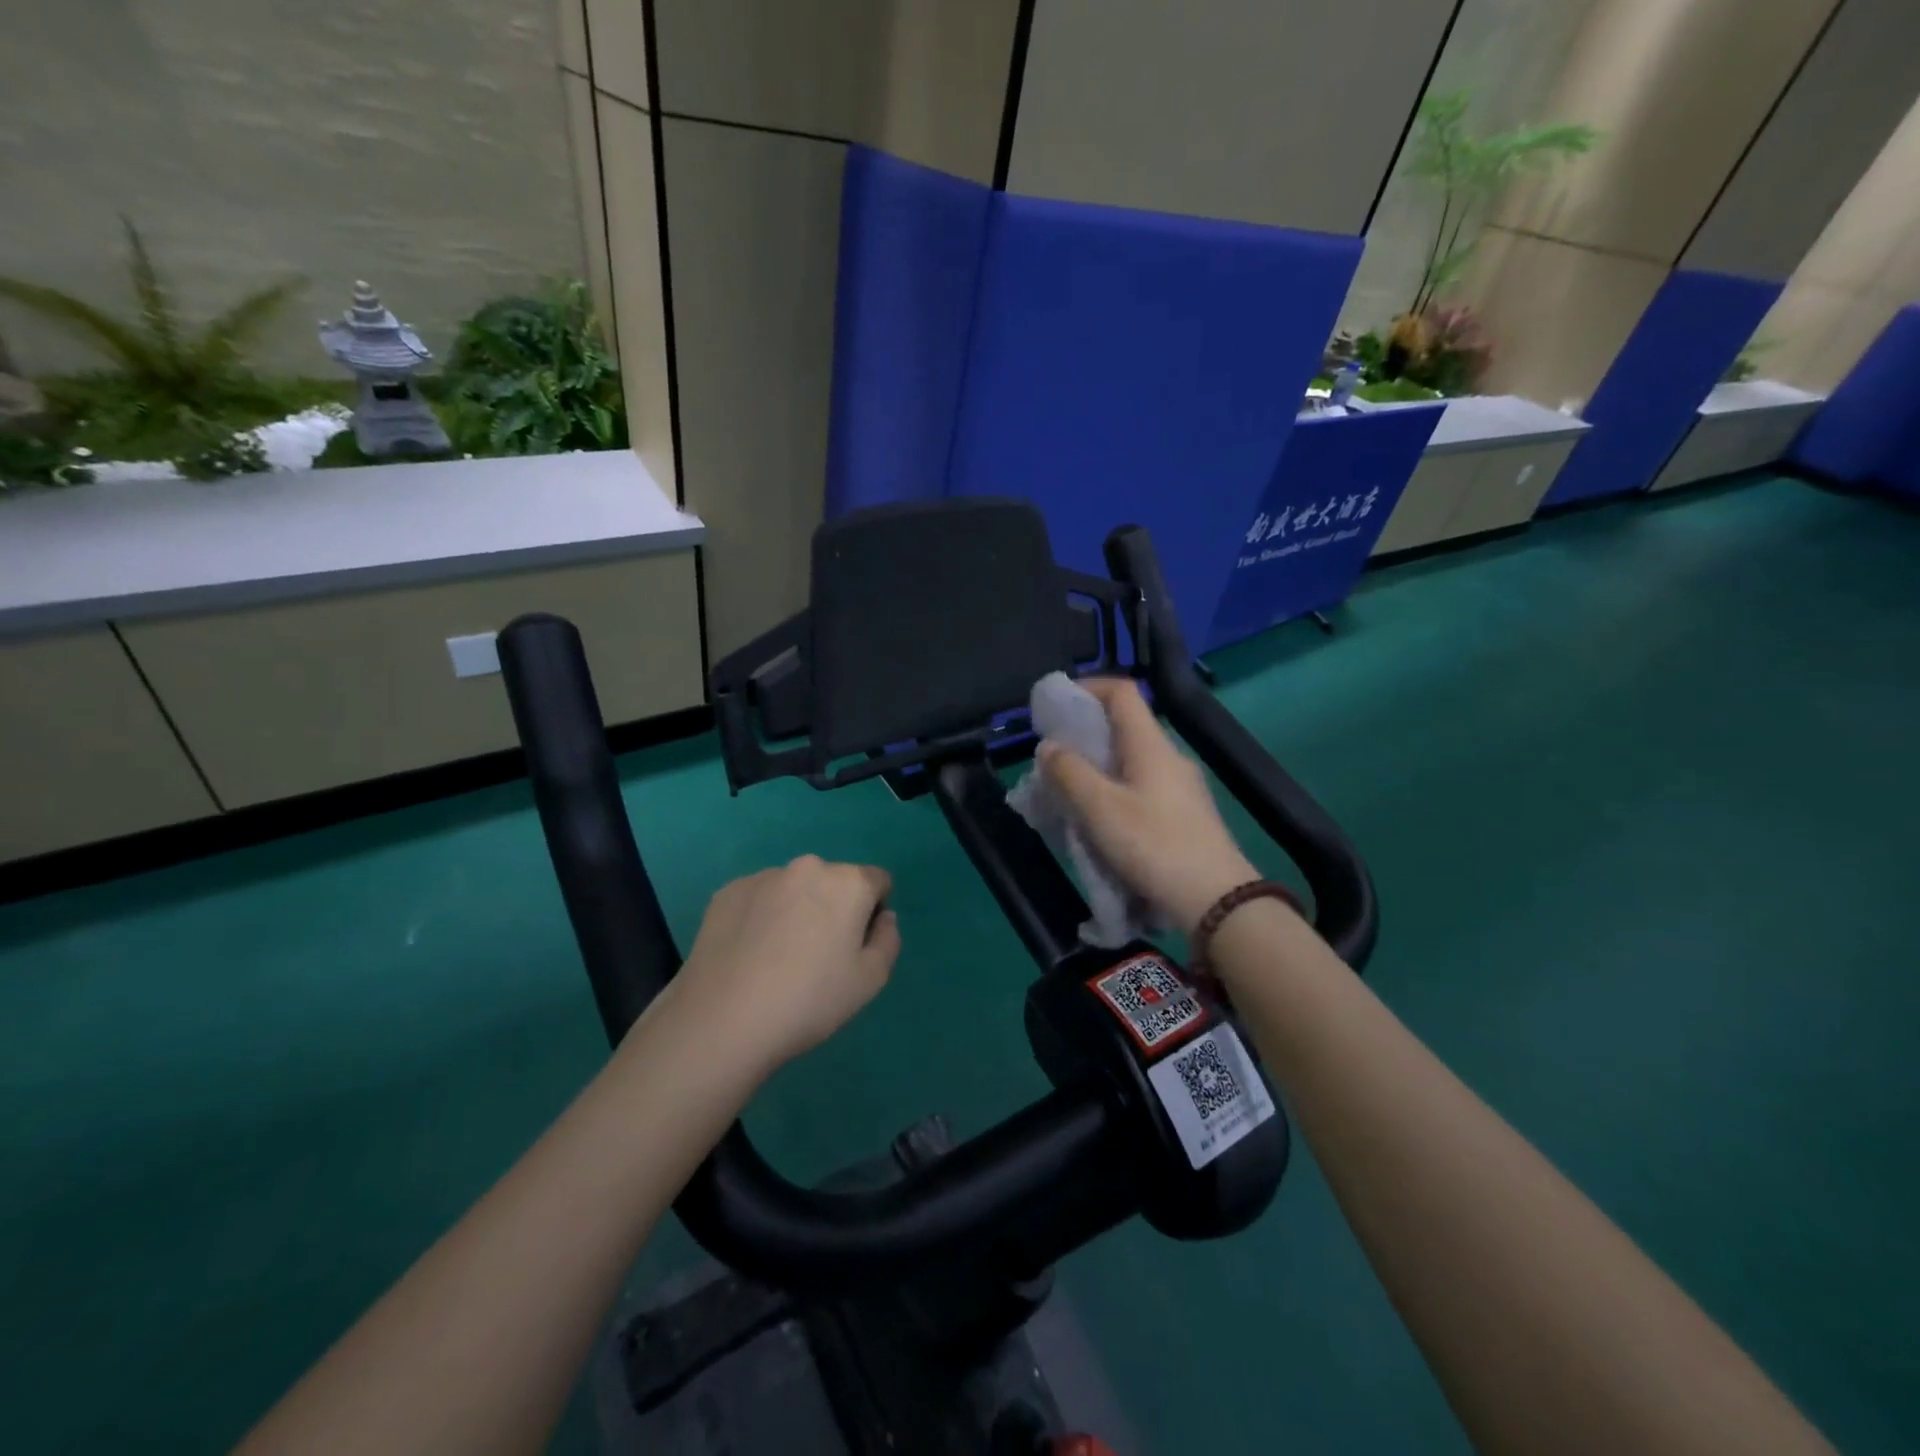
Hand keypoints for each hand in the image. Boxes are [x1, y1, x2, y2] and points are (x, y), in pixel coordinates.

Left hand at [671, 856, 900, 1075]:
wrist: (723, 1020)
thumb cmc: (809, 1000)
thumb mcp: (870, 980)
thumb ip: (888, 940)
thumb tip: (882, 918)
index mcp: (848, 882)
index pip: (878, 881)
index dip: (874, 911)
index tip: (856, 946)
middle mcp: (808, 867)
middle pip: (834, 881)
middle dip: (834, 907)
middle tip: (818, 954)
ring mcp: (763, 876)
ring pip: (794, 888)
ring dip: (797, 909)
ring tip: (778, 957)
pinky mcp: (728, 892)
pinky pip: (759, 898)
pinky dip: (762, 916)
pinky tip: (749, 954)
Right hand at [1038, 678, 1257, 933]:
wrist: (1216, 901)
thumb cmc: (1154, 845)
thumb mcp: (1100, 808)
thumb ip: (1069, 772)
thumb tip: (1049, 746)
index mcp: (1150, 744)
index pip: (1122, 691)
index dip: (1087, 687)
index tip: (1054, 705)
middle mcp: (1168, 757)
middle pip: (1124, 726)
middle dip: (1084, 732)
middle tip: (1052, 755)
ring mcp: (1180, 786)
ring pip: (1131, 759)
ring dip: (1096, 765)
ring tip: (1067, 789)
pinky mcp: (1184, 814)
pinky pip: (1141, 786)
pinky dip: (1113, 789)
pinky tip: (1098, 818)